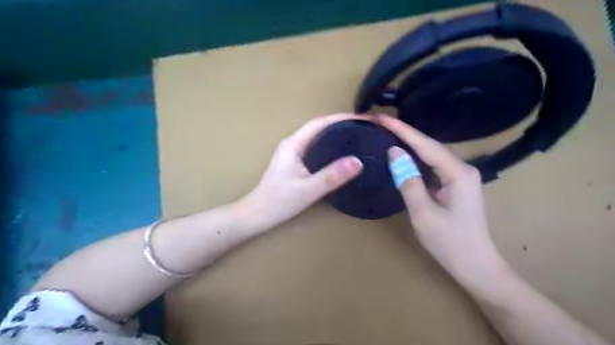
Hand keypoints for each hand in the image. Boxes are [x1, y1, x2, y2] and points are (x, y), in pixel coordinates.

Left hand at [236, 114, 369, 230]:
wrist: (259, 214)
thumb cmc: (280, 201)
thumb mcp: (308, 189)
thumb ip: (332, 176)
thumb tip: (358, 161)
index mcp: (294, 143)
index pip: (320, 123)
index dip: (342, 118)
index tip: (364, 119)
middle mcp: (294, 143)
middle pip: (320, 127)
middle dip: (343, 124)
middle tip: (366, 128)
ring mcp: (294, 153)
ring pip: (319, 138)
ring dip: (338, 134)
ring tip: (359, 137)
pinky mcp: (296, 163)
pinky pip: (318, 149)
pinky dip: (332, 147)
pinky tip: (343, 154)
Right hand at [377, 116, 506, 283]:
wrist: (475, 265)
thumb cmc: (448, 242)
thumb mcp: (423, 212)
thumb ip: (408, 180)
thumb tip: (394, 152)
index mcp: (458, 173)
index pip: (425, 145)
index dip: (402, 130)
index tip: (382, 118)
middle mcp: (462, 168)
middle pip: (430, 145)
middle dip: (405, 133)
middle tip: (382, 123)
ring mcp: (461, 176)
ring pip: (431, 154)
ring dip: (410, 143)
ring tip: (389, 132)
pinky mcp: (456, 184)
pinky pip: (433, 165)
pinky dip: (417, 157)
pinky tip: (404, 153)